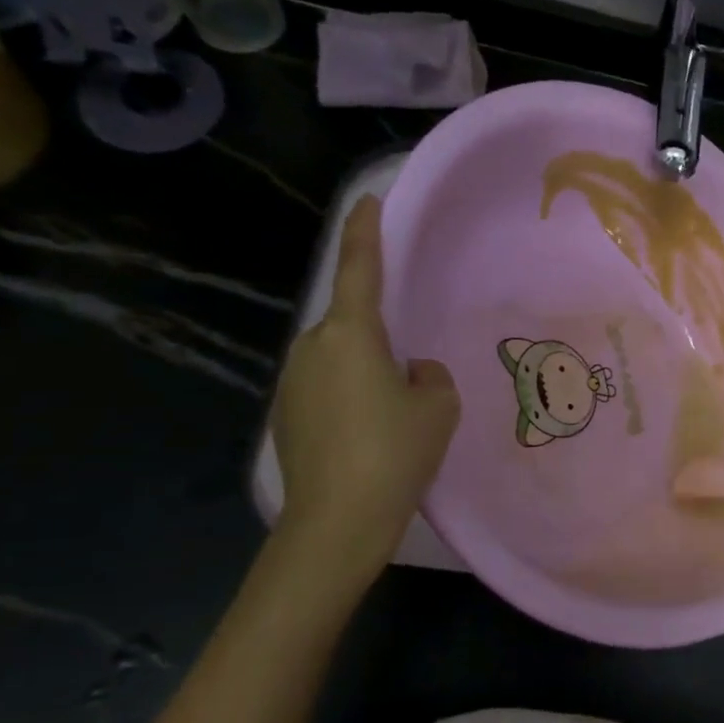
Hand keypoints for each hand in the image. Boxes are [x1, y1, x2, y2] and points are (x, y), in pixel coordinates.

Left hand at [272, 196, 460, 564]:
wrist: (337, 521)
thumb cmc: (395, 452)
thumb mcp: (437, 407)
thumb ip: (429, 376)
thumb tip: (411, 372)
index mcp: (350, 335)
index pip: (359, 269)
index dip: (364, 233)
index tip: (367, 201)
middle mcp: (312, 348)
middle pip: (351, 323)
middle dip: (380, 335)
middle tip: (412, 370)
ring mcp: (292, 383)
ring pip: (339, 359)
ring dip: (366, 370)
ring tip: (396, 412)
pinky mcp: (286, 415)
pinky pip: (327, 387)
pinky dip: (350, 397)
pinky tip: (371, 433)